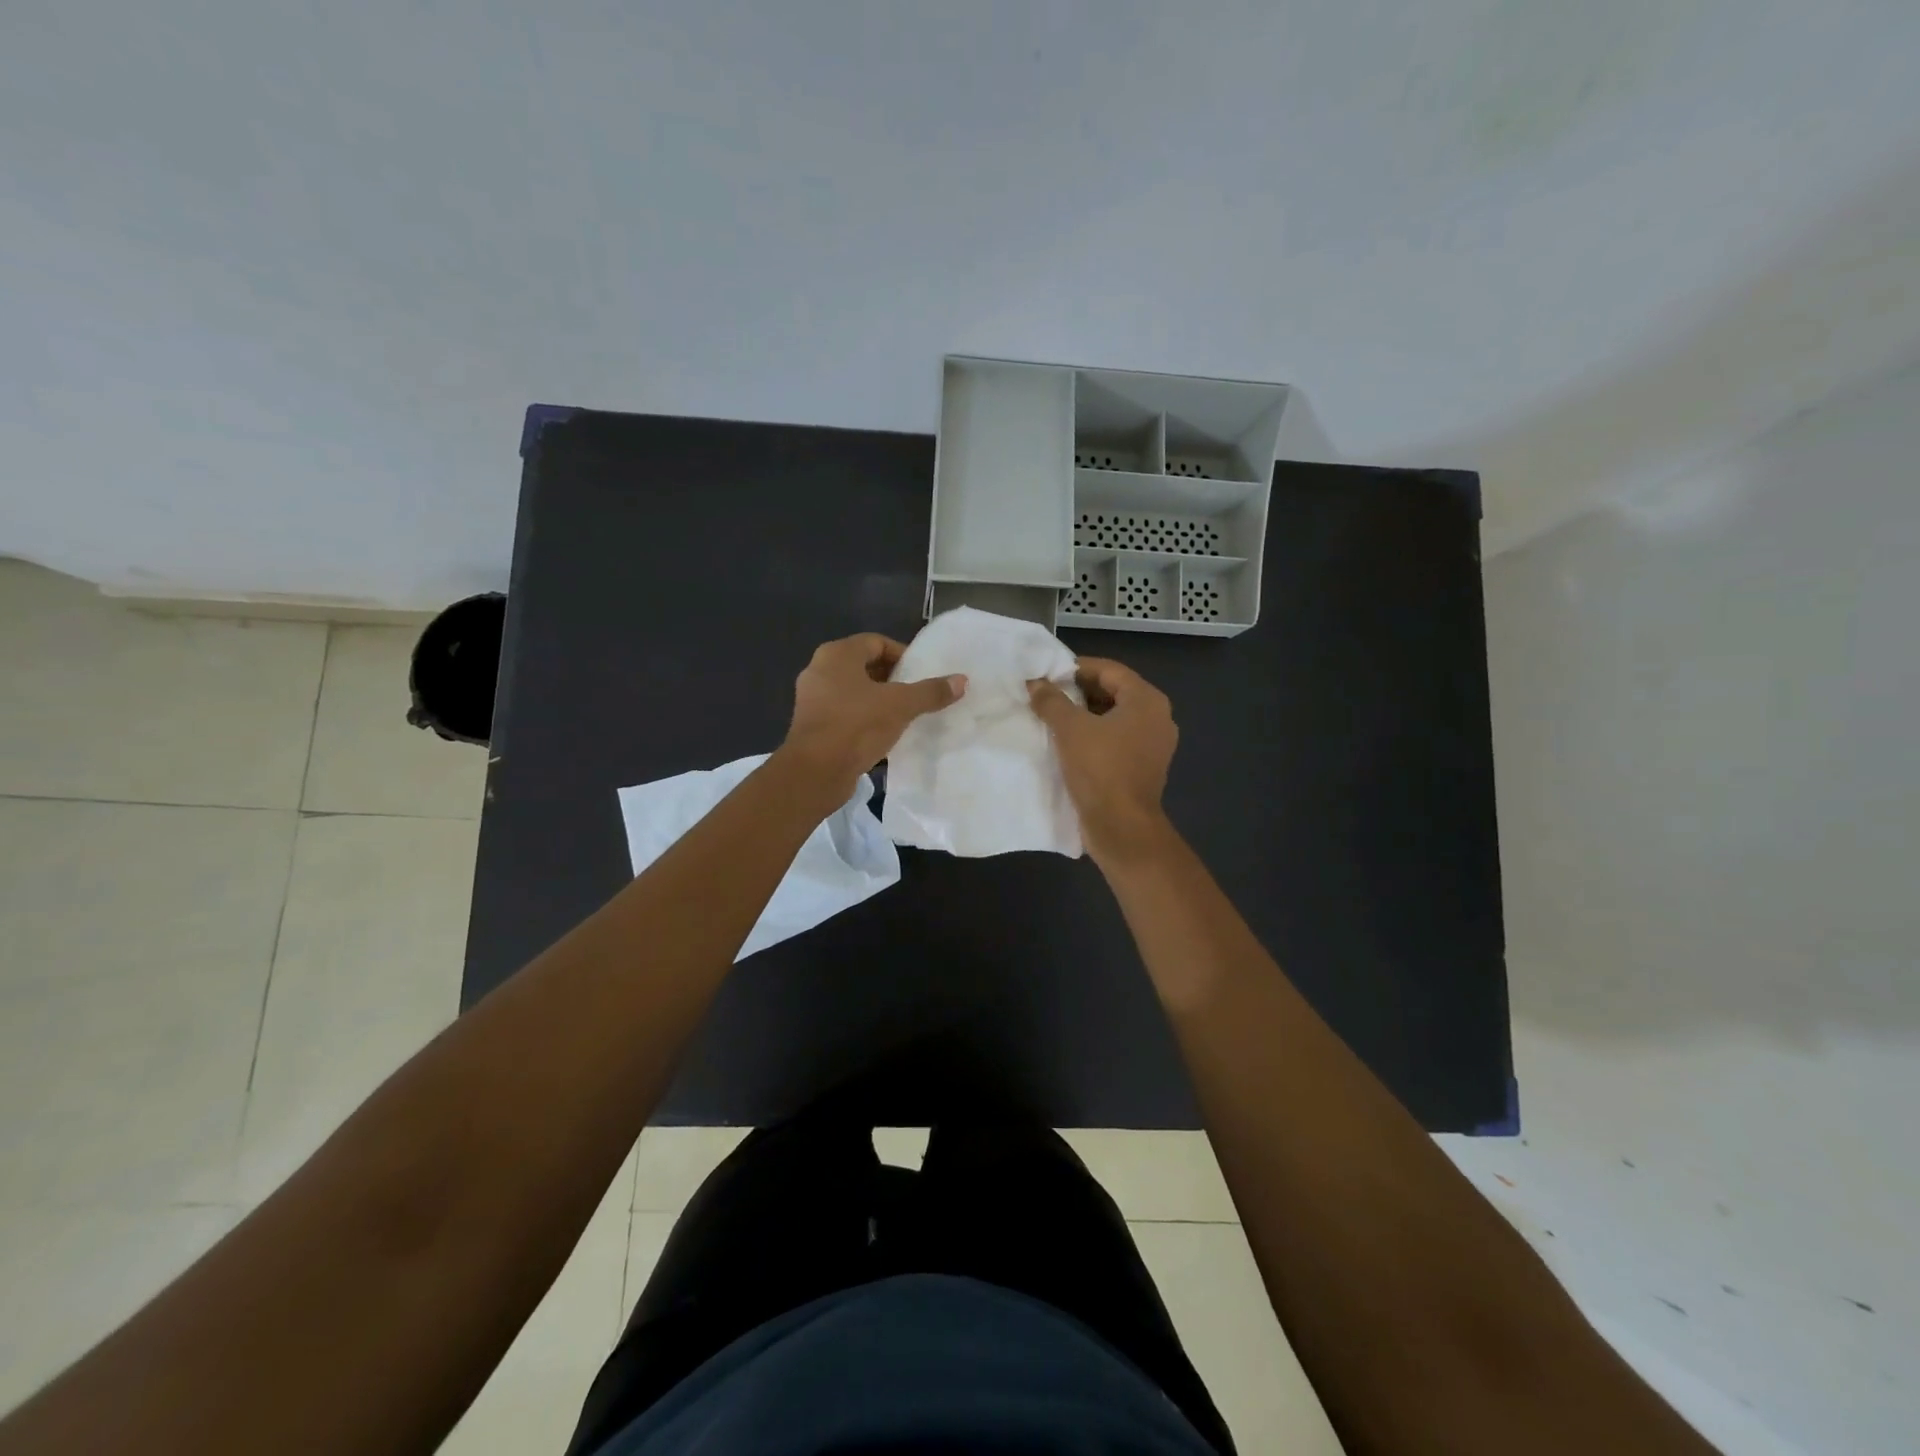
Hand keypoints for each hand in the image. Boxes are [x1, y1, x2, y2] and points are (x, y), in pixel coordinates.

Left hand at [780, 633, 965, 797]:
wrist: (816, 772)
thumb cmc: (856, 726)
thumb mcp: (901, 706)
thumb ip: (931, 692)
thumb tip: (962, 680)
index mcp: (837, 655)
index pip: (876, 642)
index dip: (902, 655)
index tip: (922, 674)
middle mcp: (820, 670)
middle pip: (864, 666)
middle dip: (892, 679)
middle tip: (916, 694)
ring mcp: (813, 699)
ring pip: (854, 691)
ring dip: (879, 700)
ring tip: (905, 715)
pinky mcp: (812, 725)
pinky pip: (845, 713)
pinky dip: (865, 719)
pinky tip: (884, 735)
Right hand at [1028, 658, 1177, 866]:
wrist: (1121, 827)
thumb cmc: (1100, 769)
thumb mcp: (1070, 729)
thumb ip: (1051, 701)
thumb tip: (1035, 683)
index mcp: (1147, 700)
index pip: (1109, 670)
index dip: (1076, 668)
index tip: (1047, 674)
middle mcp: (1157, 718)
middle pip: (1114, 692)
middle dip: (1079, 692)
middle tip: (1046, 695)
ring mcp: (1153, 744)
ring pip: (1114, 717)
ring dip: (1084, 715)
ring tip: (1052, 717)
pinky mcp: (1144, 767)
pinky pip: (1117, 740)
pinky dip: (1094, 736)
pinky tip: (1067, 743)